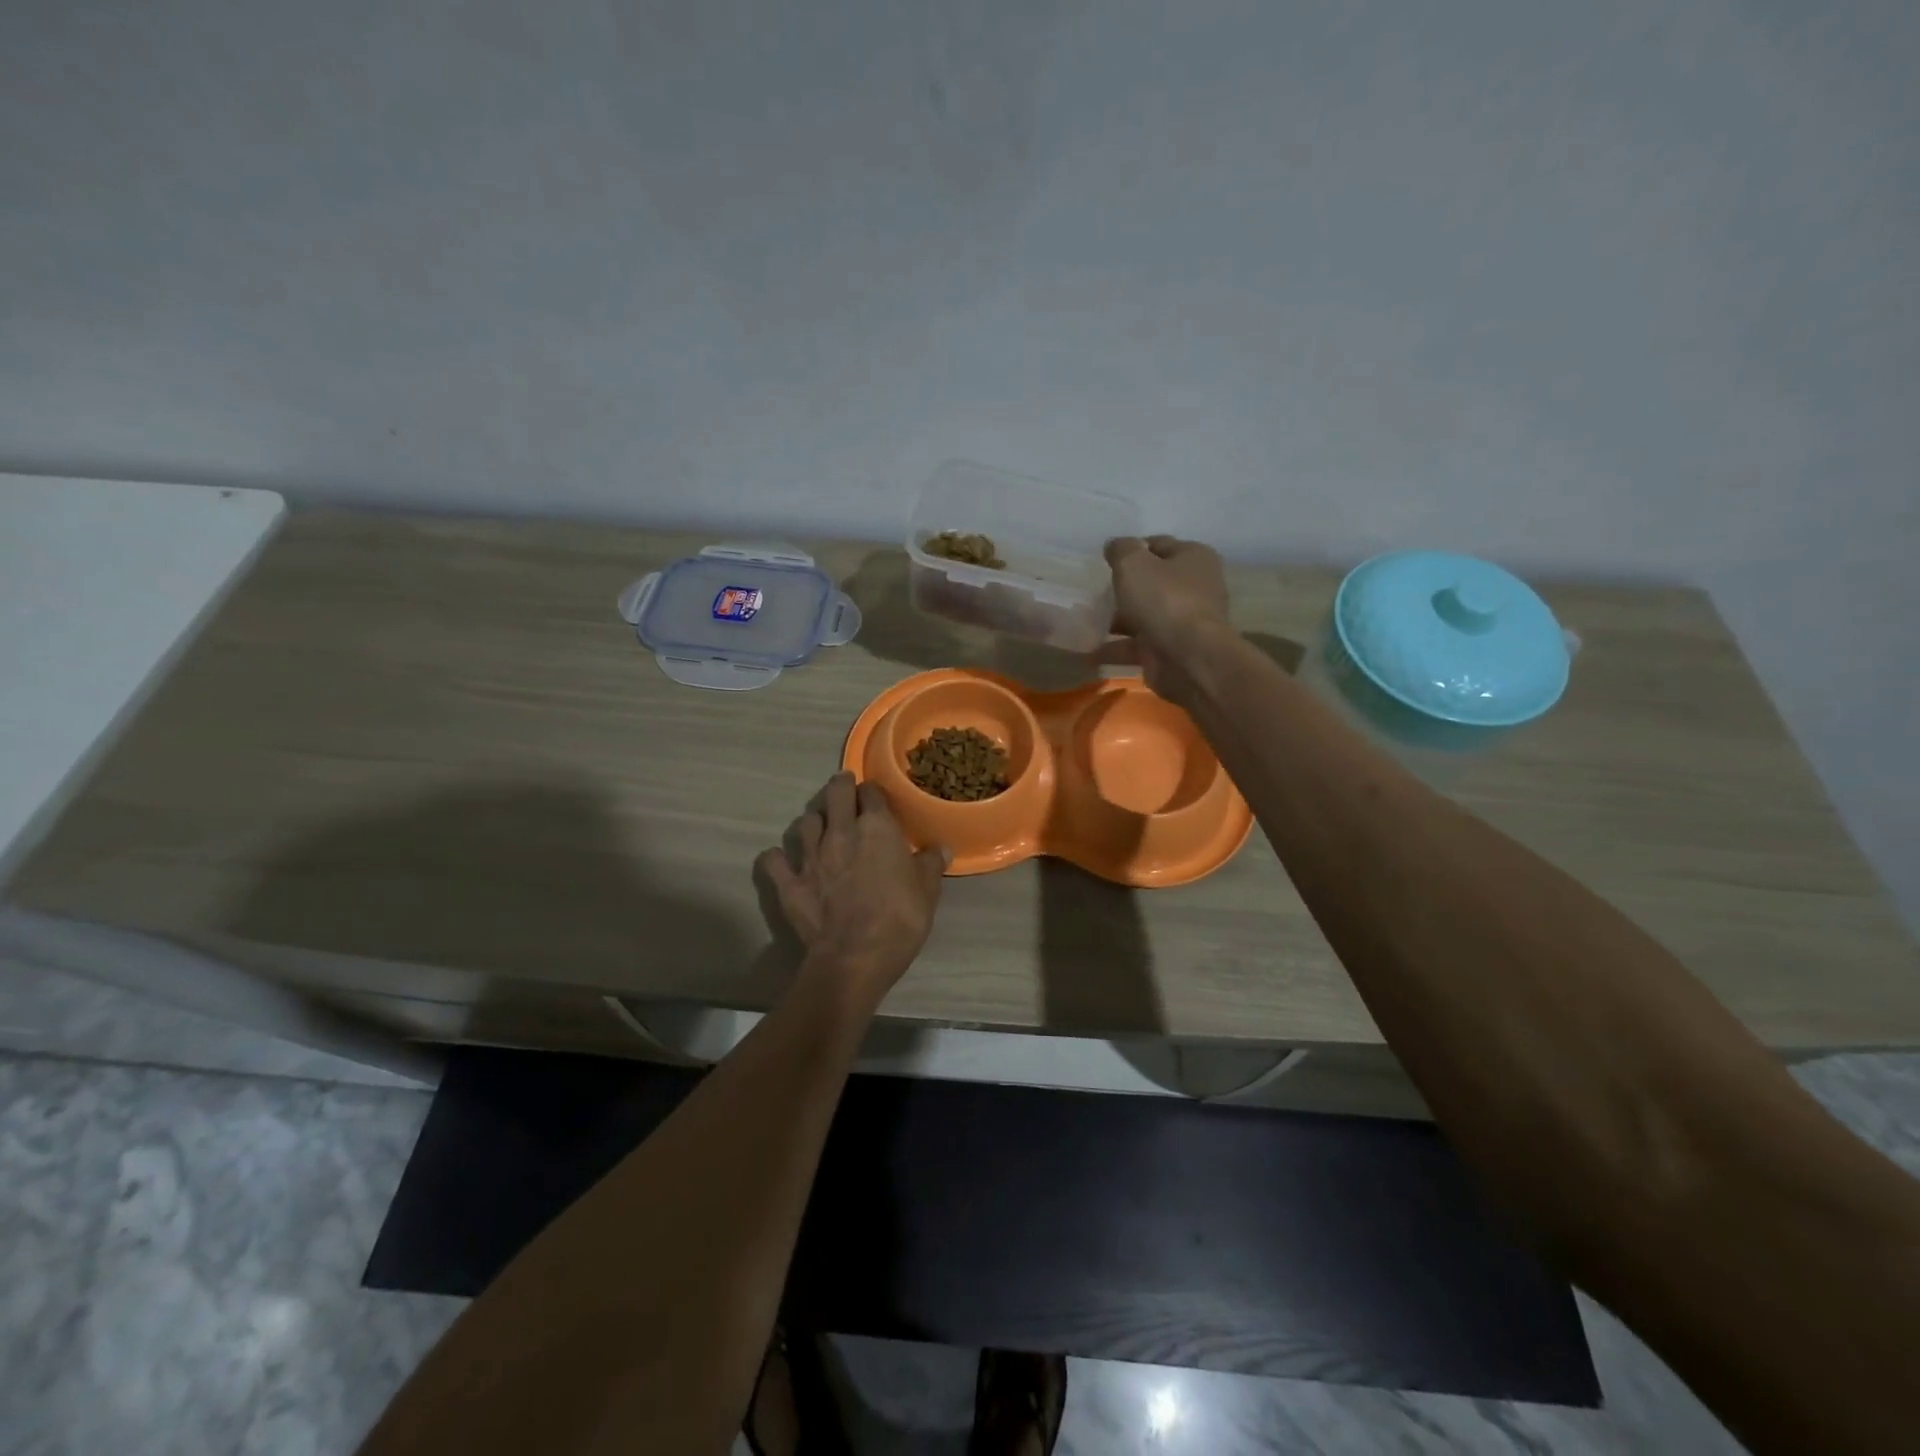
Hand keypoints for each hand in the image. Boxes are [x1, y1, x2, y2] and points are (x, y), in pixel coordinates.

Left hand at [755, 772, 947, 1006]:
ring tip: (821, 829)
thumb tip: (940, 848)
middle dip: (840, 788)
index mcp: (876, 828)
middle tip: (845, 794)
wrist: (855, 957)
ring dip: (814, 822)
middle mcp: (840, 832)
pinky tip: (784, 861)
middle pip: (834, 793)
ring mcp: (810, 856)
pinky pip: (773, 860)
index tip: (877, 800)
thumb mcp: (928, 891)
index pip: (871, 792)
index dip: (873, 793)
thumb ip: (931, 864)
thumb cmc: (900, 919)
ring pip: (805, 822)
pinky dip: (778, 858)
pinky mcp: (789, 882)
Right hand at [1091, 536, 1231, 699]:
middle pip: (1152, 582)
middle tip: (1094, 591)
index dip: (1132, 550)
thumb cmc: (1164, 600)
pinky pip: (1137, 646)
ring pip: (1143, 615)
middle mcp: (1194, 587)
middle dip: (1124, 588)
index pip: (1159, 545)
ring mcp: (1183, 622)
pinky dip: (1115, 648)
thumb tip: (1115, 545)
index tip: (1105, 561)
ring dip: (1117, 620)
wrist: (1188, 658)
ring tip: (1085, 621)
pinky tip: (1089, 652)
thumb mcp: (1134, 564)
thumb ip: (1121, 550)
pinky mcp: (1170, 650)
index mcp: (1193, 558)